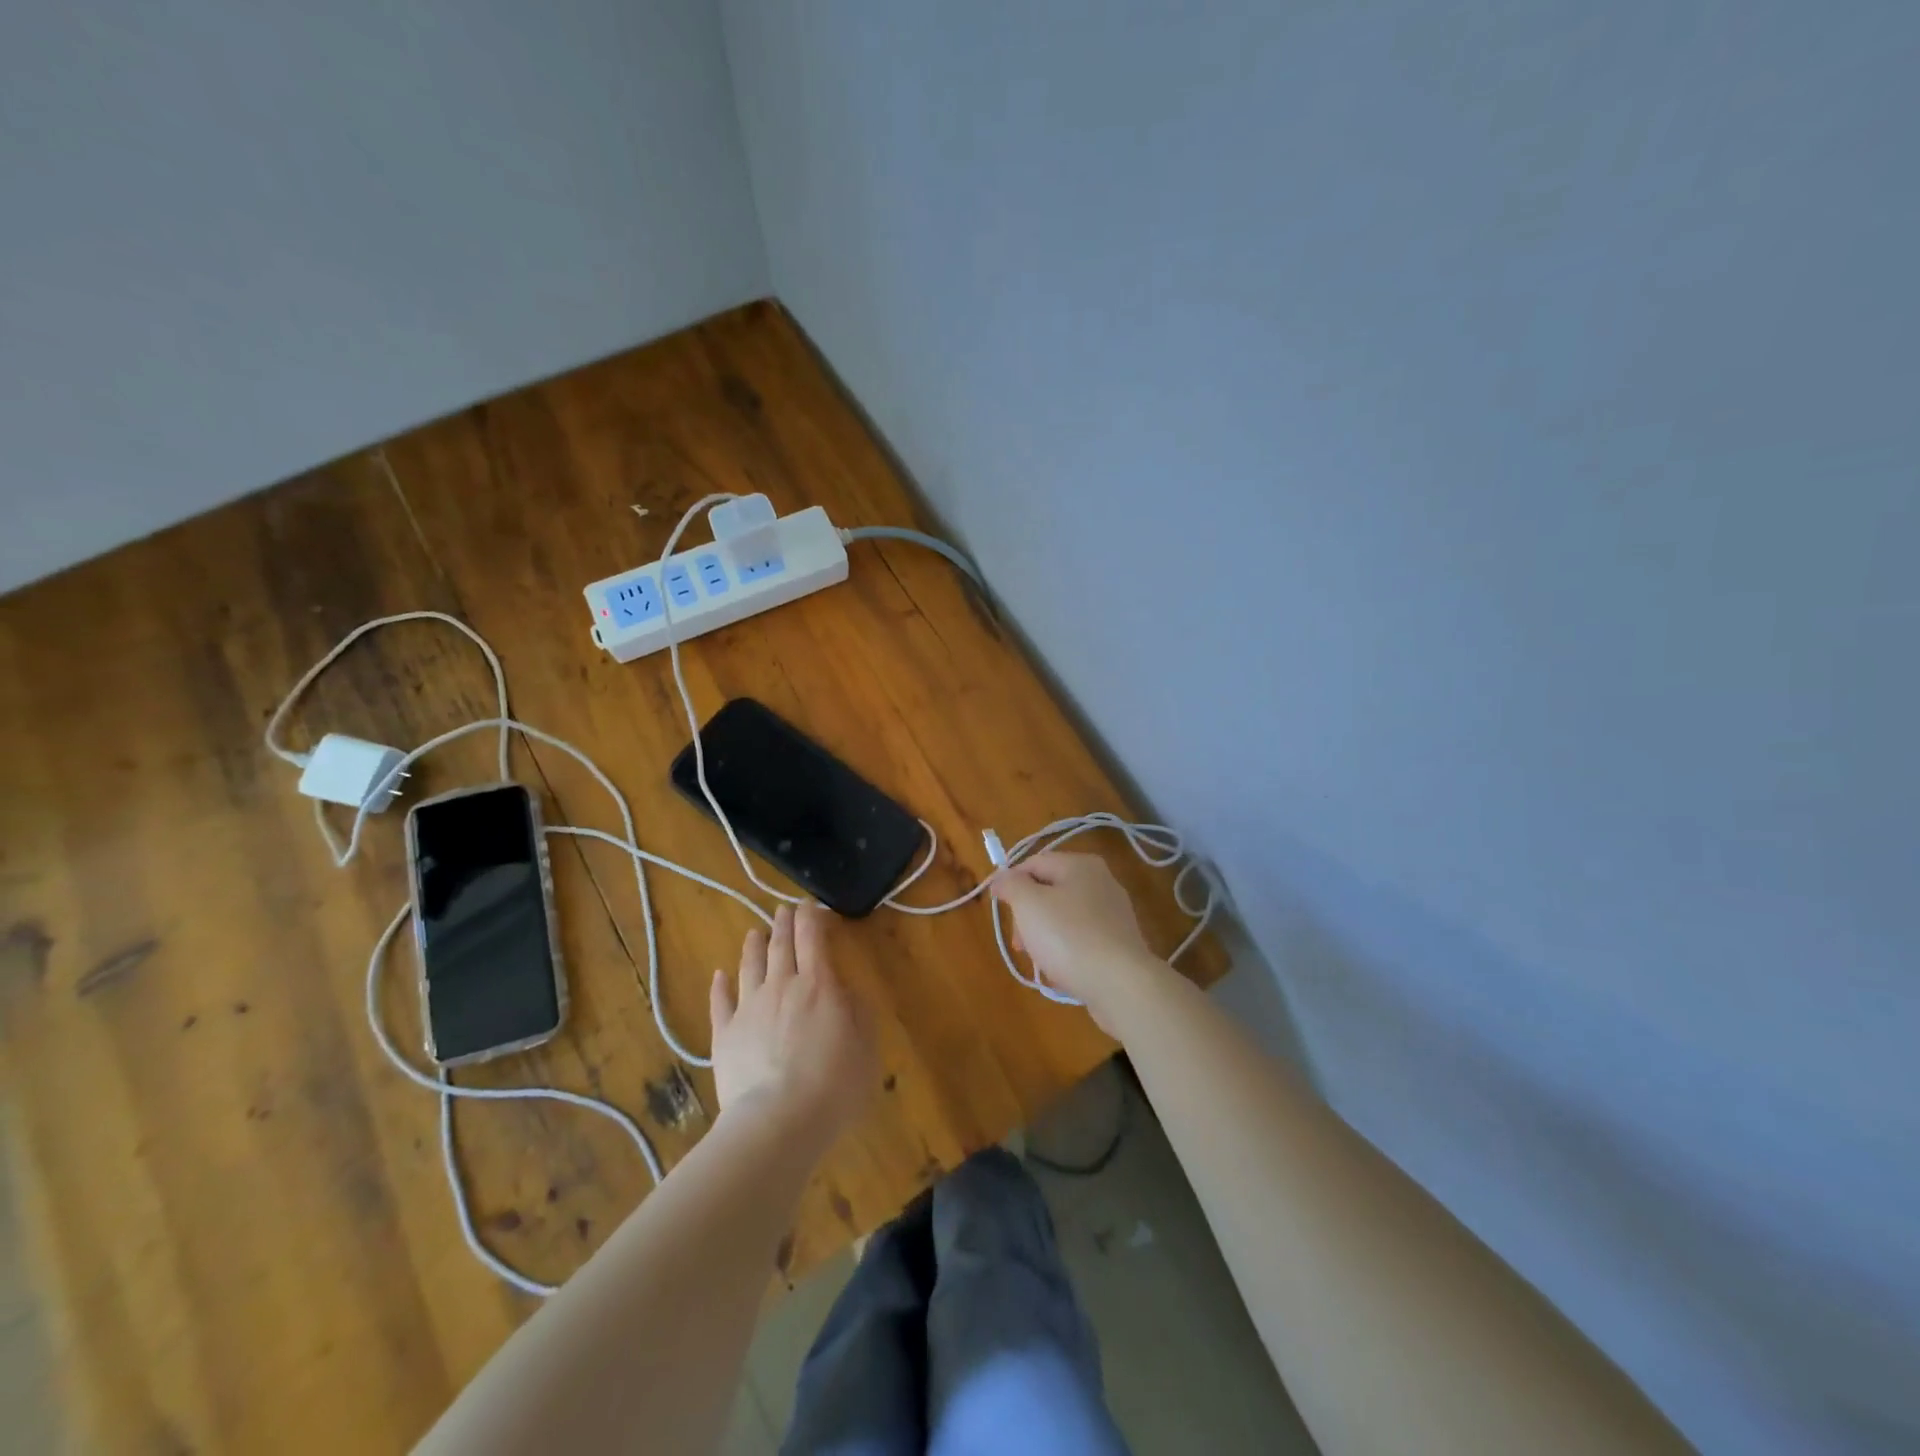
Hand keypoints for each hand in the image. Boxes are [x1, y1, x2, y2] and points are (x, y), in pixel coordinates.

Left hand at [709, 904, 875, 1146]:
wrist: (777, 1121)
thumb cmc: (834, 1083)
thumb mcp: (866, 1046)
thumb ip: (858, 1011)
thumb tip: (847, 990)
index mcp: (818, 984)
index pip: (813, 938)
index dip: (811, 917)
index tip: (810, 905)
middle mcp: (781, 986)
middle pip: (781, 945)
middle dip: (783, 923)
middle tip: (783, 909)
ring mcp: (749, 1009)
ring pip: (749, 966)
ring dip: (753, 945)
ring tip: (754, 931)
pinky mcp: (725, 1035)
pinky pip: (721, 1002)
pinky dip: (720, 985)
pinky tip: (719, 976)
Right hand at [989, 852, 1170, 1033]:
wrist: (1120, 984)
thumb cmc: (1068, 936)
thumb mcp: (1028, 904)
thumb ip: (1011, 884)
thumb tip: (1003, 878)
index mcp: (1081, 865)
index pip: (1034, 863)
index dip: (1011, 882)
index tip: (998, 907)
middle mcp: (1101, 882)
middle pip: (1049, 890)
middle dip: (1027, 915)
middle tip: (1019, 942)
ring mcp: (1113, 913)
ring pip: (1064, 917)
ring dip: (1044, 936)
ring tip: (1039, 961)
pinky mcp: (1119, 942)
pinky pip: (1082, 939)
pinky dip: (1066, 951)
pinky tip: (1061, 971)